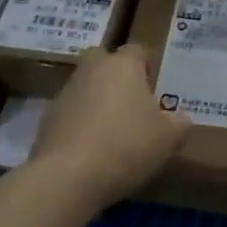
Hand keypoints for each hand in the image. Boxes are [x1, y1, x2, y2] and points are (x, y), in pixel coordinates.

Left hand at [30, 44, 188, 205]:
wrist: (69, 177)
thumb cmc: (128, 145)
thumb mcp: (169, 137)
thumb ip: (178, 122)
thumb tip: (178, 118)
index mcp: (123, 66)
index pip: (137, 50)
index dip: (147, 65)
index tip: (155, 86)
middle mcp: (91, 70)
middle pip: (104, 61)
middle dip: (116, 75)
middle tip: (132, 102)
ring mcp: (65, 94)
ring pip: (85, 88)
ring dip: (97, 101)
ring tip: (114, 133)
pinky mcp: (47, 120)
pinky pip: (71, 115)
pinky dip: (81, 125)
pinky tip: (93, 151)